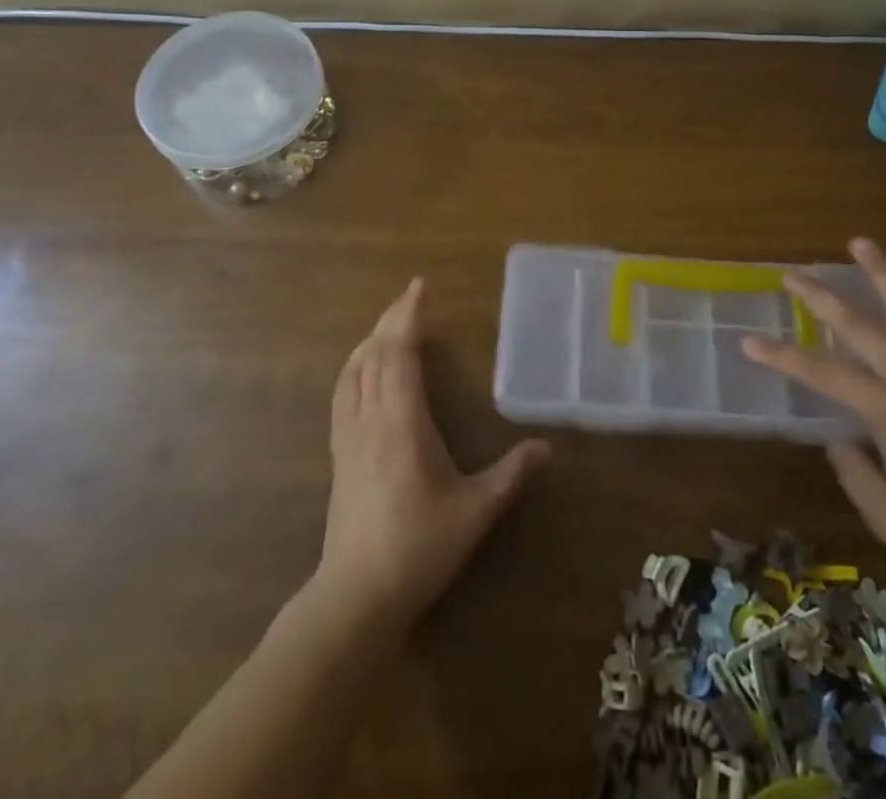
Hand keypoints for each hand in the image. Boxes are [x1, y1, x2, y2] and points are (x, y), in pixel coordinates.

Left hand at [316, 278, 549, 629]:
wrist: (356, 597)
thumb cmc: (419, 548)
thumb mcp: (475, 512)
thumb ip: (511, 475)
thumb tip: (546, 448)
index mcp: (402, 423)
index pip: (399, 354)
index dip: (407, 316)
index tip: (418, 287)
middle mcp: (370, 420)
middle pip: (373, 355)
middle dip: (390, 320)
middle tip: (408, 297)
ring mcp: (348, 438)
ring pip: (351, 373)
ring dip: (368, 342)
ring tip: (385, 326)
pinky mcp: (338, 456)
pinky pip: (342, 395)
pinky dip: (353, 369)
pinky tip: (361, 374)